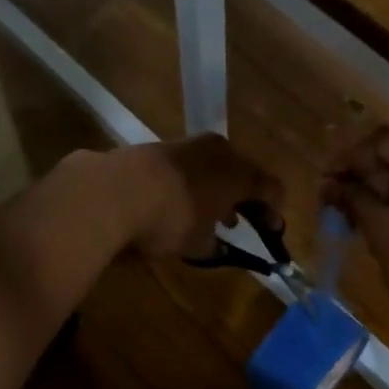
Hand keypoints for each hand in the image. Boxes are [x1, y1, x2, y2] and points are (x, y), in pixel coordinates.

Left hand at [115, 135, 284, 258]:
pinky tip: (181, 201)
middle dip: (246, 198)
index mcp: (240, 173)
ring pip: (216, 167)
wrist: (114, 190)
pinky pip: (190, 166)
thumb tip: (216, 244)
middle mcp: (221, 151)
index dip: (274, 212)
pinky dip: (194, 182)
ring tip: (211, 214)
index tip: (272, 231)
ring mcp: (190, 144)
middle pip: (244, 173)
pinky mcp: (161, 146)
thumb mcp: (198, 242)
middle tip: (242, 221)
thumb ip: (214, 243)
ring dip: (218, 189)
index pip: (271, 189)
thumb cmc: (171, 218)